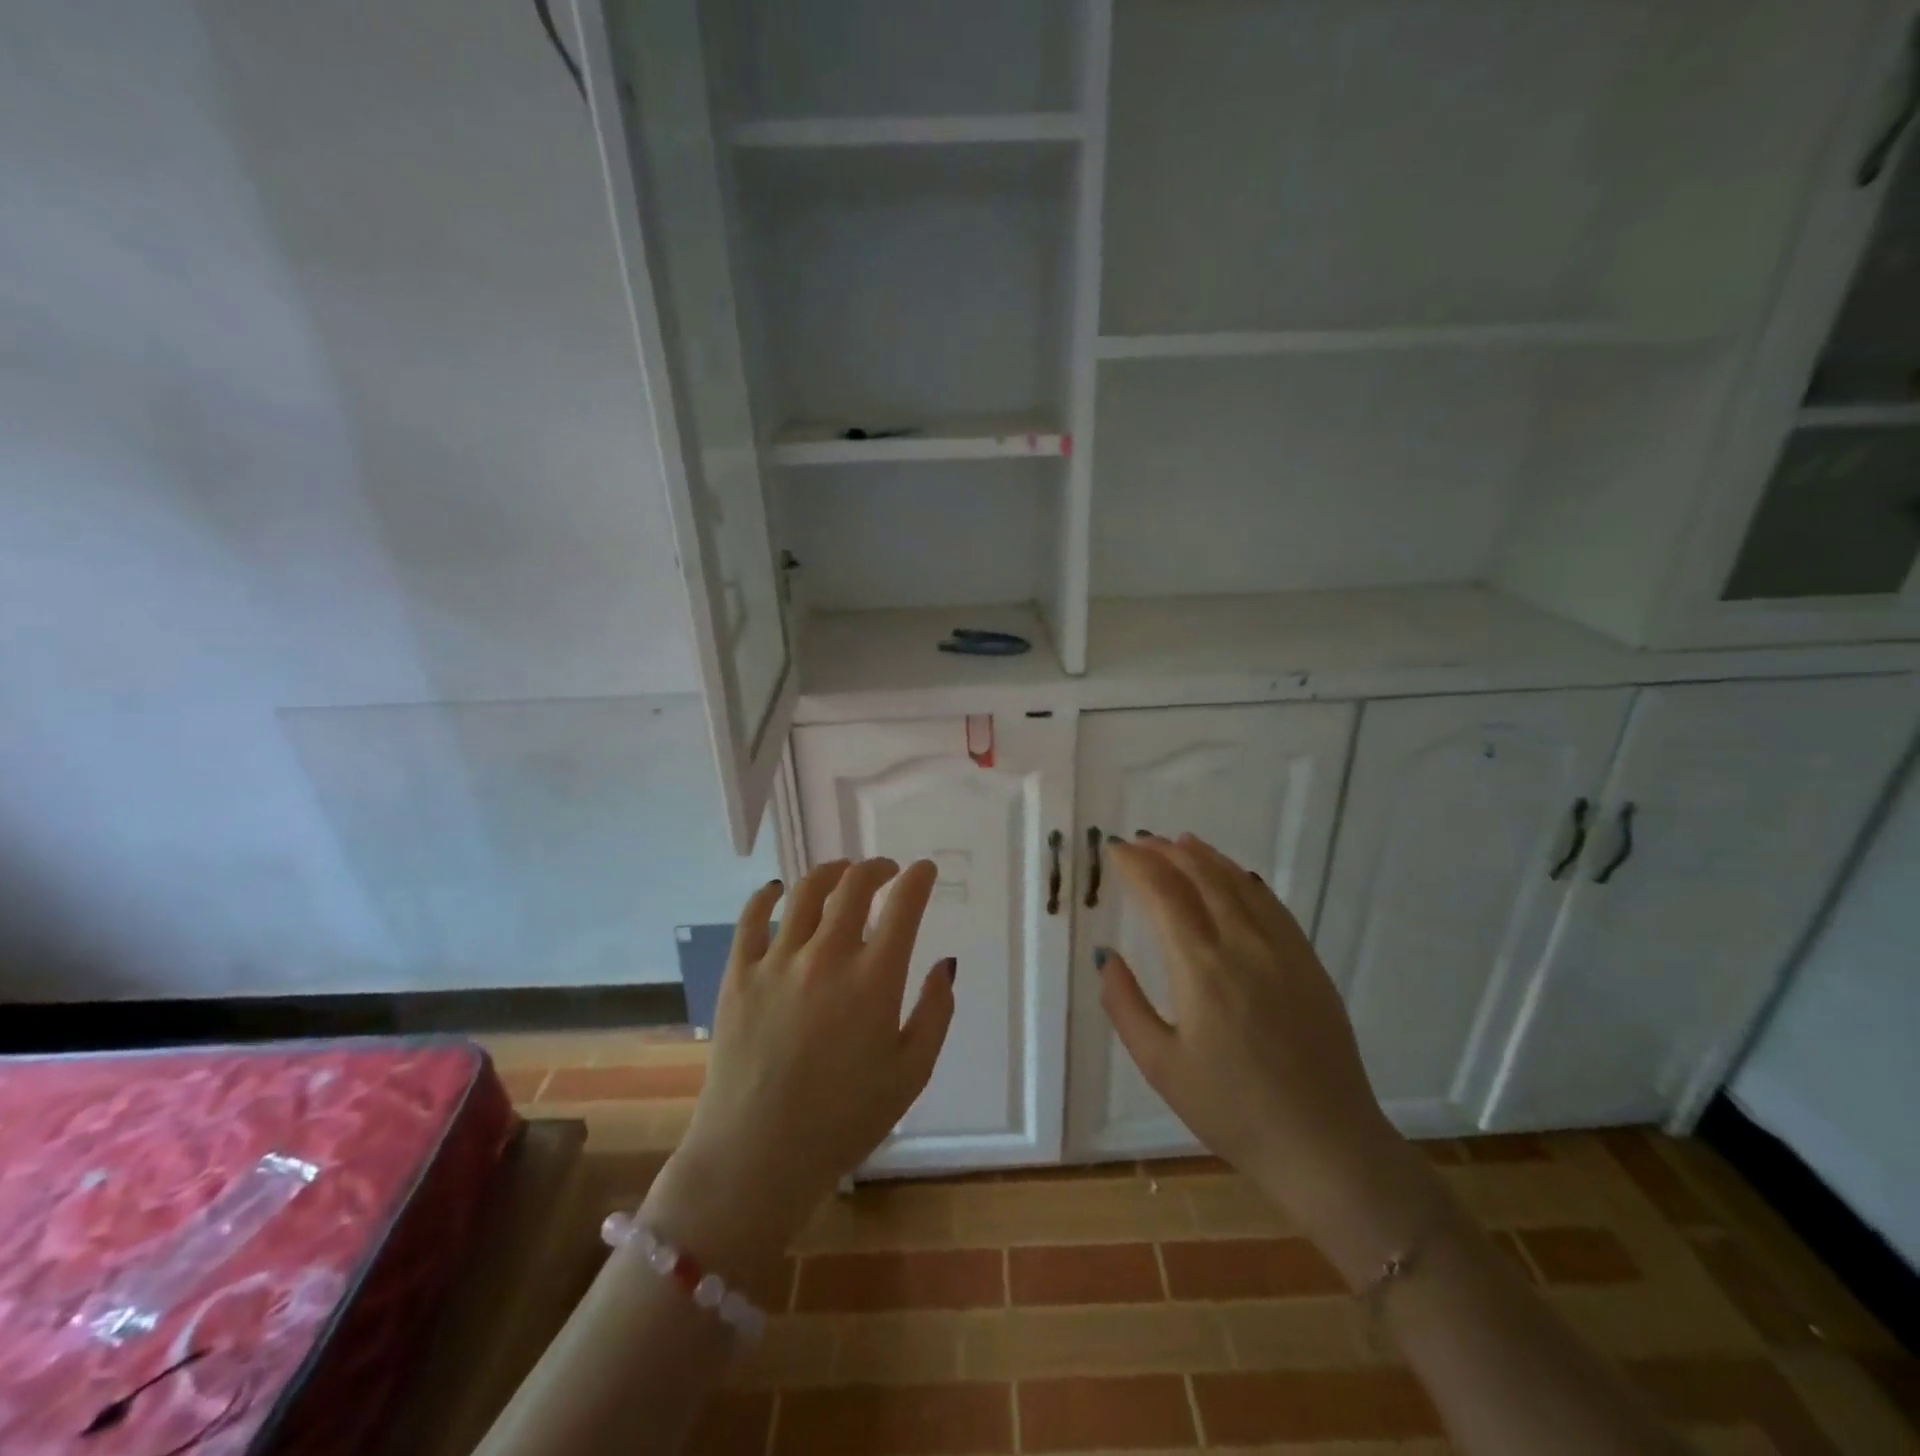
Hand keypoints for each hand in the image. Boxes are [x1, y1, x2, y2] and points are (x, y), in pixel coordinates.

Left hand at [641, 859, 954, 1277]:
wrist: (757, 1157)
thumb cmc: (845, 1120)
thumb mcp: (911, 1073)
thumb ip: (935, 1012)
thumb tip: (945, 963)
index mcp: (874, 979)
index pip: (903, 906)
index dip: (918, 879)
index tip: (925, 870)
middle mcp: (827, 956)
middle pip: (854, 886)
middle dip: (876, 868)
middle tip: (886, 871)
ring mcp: (778, 962)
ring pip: (806, 892)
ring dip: (830, 872)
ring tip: (841, 872)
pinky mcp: (739, 975)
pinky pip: (752, 919)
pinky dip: (768, 896)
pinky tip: (777, 890)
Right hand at [1099, 834, 1417, 1258]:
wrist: (1326, 1146)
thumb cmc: (1233, 1111)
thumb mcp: (1161, 1067)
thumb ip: (1125, 1005)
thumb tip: (1105, 956)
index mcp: (1201, 968)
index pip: (1163, 894)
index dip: (1136, 866)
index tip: (1115, 851)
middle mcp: (1242, 945)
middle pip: (1201, 877)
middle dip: (1166, 852)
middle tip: (1141, 841)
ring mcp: (1283, 950)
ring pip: (1239, 883)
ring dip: (1205, 857)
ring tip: (1180, 842)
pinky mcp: (1309, 963)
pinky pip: (1272, 905)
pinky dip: (1245, 880)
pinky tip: (1235, 876)